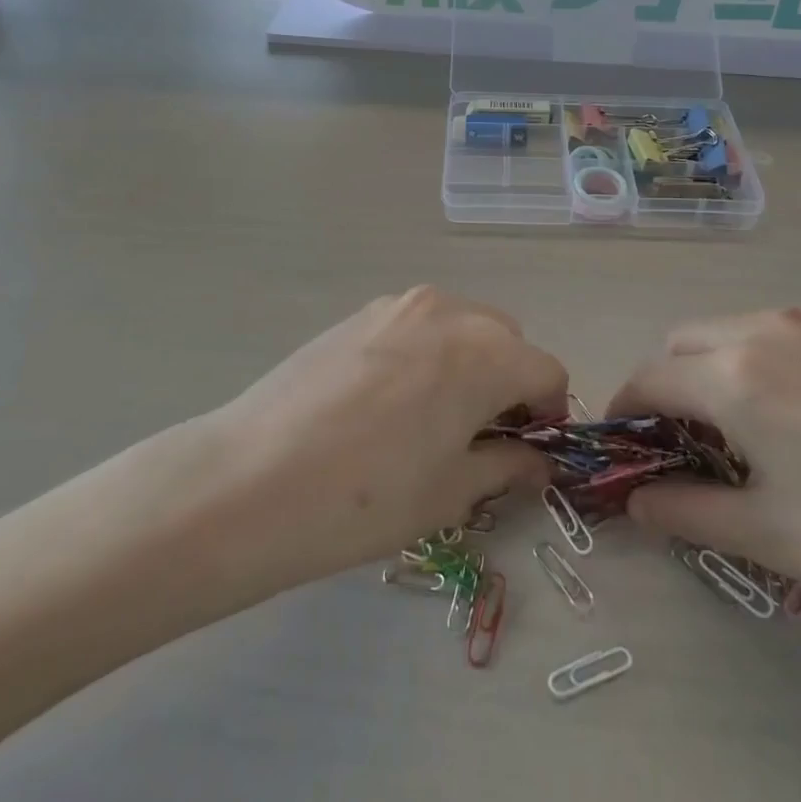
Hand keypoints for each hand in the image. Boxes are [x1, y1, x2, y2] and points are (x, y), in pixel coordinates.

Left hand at [211, 287, 566, 587]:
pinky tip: (385, 401)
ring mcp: (400, 304)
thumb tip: (537, 460)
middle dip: (509, 383)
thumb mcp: (453, 492)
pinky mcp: (360, 313)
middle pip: (507, 341)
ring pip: (462, 327)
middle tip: (477, 437)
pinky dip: (426, 353)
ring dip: (468, 363)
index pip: (548, 371)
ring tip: (428, 417)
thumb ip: (508, 465)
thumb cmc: (368, 496)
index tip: (525, 450)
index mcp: (488, 351)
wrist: (252, 478)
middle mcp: (451, 310)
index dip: (548, 414)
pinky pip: (418, 326)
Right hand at [611, 308, 800, 634]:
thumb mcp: (765, 532)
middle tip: (677, 447)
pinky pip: (763, 337)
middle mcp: (757, 333)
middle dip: (663, 387)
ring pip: (722, 334)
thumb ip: (685, 512)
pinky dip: (743, 364)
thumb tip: (637, 502)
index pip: (648, 379)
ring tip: (729, 433)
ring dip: (703, 371)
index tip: (623, 449)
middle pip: (679, 345)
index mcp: (730, 376)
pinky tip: (779, 418)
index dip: (624, 411)